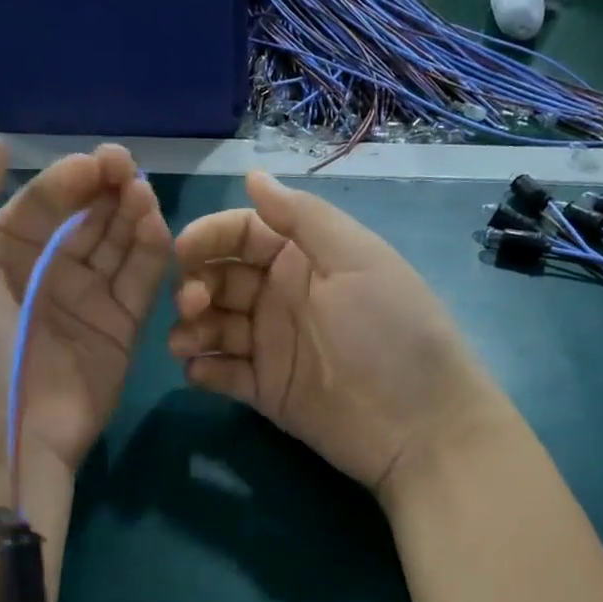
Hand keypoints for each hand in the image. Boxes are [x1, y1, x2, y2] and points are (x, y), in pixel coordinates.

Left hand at [0, 138, 169, 484]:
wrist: (1, 430)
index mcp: (0, 256)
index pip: (42, 203)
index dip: (68, 179)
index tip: (97, 163)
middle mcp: (46, 275)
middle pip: (86, 219)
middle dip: (107, 189)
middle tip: (130, 169)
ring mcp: (87, 303)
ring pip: (118, 244)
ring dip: (133, 214)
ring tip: (144, 194)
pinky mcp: (122, 330)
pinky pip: (141, 282)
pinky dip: (152, 252)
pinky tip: (157, 227)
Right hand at [169, 171, 504, 498]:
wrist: (420, 426)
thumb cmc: (391, 330)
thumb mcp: (357, 260)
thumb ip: (303, 217)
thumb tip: (252, 175)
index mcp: (305, 259)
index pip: (245, 234)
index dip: (211, 235)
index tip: (182, 250)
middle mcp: (282, 297)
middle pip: (221, 279)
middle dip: (197, 285)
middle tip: (193, 304)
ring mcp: (271, 346)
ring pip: (214, 326)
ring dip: (193, 328)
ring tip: (187, 343)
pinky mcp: (265, 390)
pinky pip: (223, 373)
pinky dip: (205, 369)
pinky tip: (201, 371)